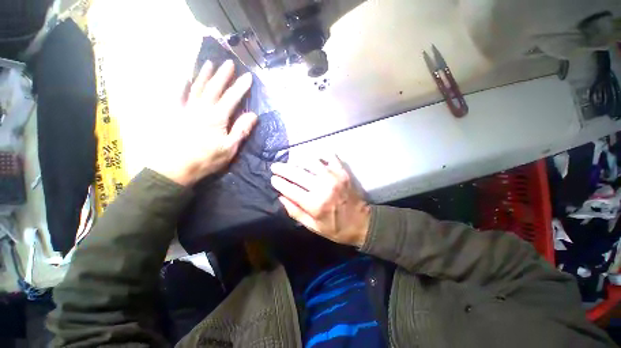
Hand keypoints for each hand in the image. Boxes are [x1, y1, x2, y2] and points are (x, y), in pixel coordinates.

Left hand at [148, 60, 257, 185]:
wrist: (176, 168)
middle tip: (229, 63)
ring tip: (210, 64)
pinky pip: (177, 95)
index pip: (232, 98)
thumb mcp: (230, 148)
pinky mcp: (175, 114)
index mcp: (217, 118)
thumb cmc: (207, 159)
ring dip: (204, 75)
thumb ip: (241, 130)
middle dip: (223, 75)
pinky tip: (183, 77)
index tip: (248, 77)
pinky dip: (180, 84)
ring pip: (196, 87)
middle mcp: (202, 109)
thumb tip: (253, 115)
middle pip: (214, 88)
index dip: (241, 87)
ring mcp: (187, 109)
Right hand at [270, 155, 370, 247]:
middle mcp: (323, 187)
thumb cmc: (336, 228)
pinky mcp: (342, 172)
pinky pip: (329, 157)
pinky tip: (314, 159)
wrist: (361, 222)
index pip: (290, 189)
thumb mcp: (313, 227)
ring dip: (298, 161)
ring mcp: (334, 177)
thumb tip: (281, 197)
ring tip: (292, 163)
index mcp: (315, 204)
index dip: (279, 183)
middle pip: (297, 173)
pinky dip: (320, 156)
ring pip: (310, 162)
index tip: (273, 178)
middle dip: (283, 169)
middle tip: (275, 166)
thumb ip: (295, 212)